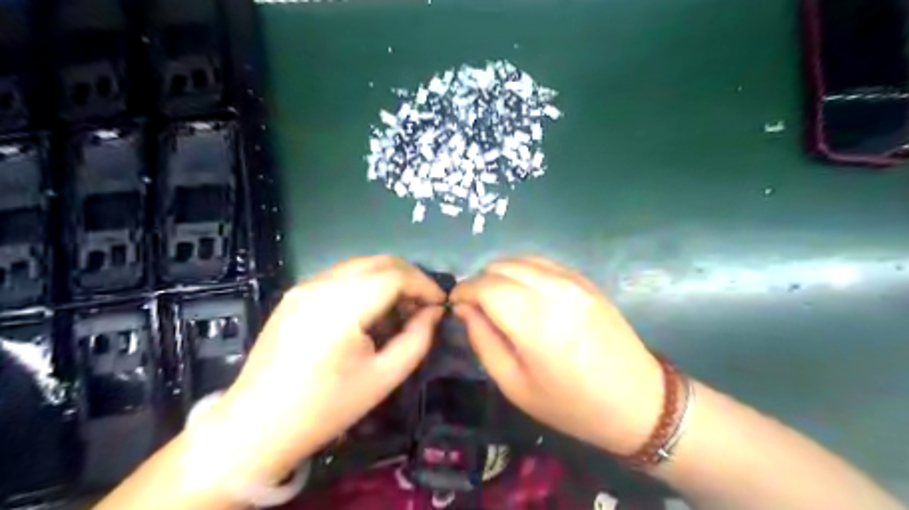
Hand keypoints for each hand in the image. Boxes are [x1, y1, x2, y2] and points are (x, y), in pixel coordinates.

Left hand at [198, 255, 446, 485]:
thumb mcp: (384, 377)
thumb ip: (417, 339)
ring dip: (388, 278)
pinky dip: (365, 283)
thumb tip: (434, 312)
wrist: (257, 426)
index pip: (395, 276)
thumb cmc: (325, 408)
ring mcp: (304, 286)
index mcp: (342, 307)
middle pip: (379, 262)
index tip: (441, 304)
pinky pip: (340, 276)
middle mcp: (321, 285)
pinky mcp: (295, 294)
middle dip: (410, 277)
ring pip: (360, 265)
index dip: (424, 285)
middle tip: (425, 304)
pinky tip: (370, 310)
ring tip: (401, 307)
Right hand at [453, 256, 660, 455]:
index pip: (485, 286)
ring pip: (522, 259)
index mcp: (533, 321)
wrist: (637, 401)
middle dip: (480, 281)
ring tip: (497, 298)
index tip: (455, 303)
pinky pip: (545, 263)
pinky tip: (524, 292)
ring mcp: (574, 281)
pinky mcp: (587, 280)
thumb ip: (483, 341)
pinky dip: (525, 271)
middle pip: (501, 266)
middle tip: (476, 305)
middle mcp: (553, 290)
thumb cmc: (571, 404)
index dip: (464, 290)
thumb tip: (465, 310)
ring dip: (501, 273)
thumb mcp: (515, 384)